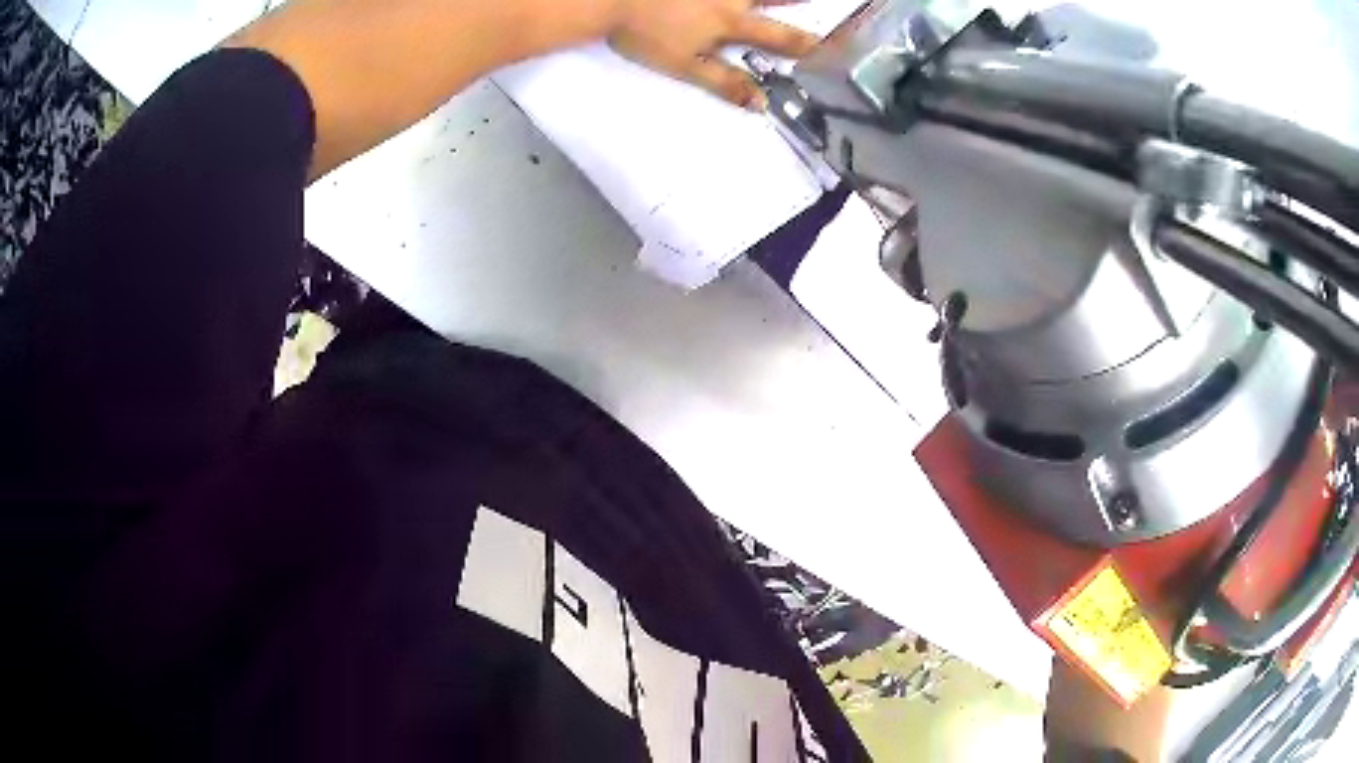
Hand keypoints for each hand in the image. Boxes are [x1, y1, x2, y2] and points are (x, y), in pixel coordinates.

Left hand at [608, 0, 818, 109]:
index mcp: (732, 21)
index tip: (835, 51)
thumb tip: (762, 104)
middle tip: (831, 7)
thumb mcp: (683, 65)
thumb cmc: (643, 33)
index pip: (782, 36)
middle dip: (804, 2)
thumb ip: (725, 82)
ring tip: (791, 4)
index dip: (810, 45)